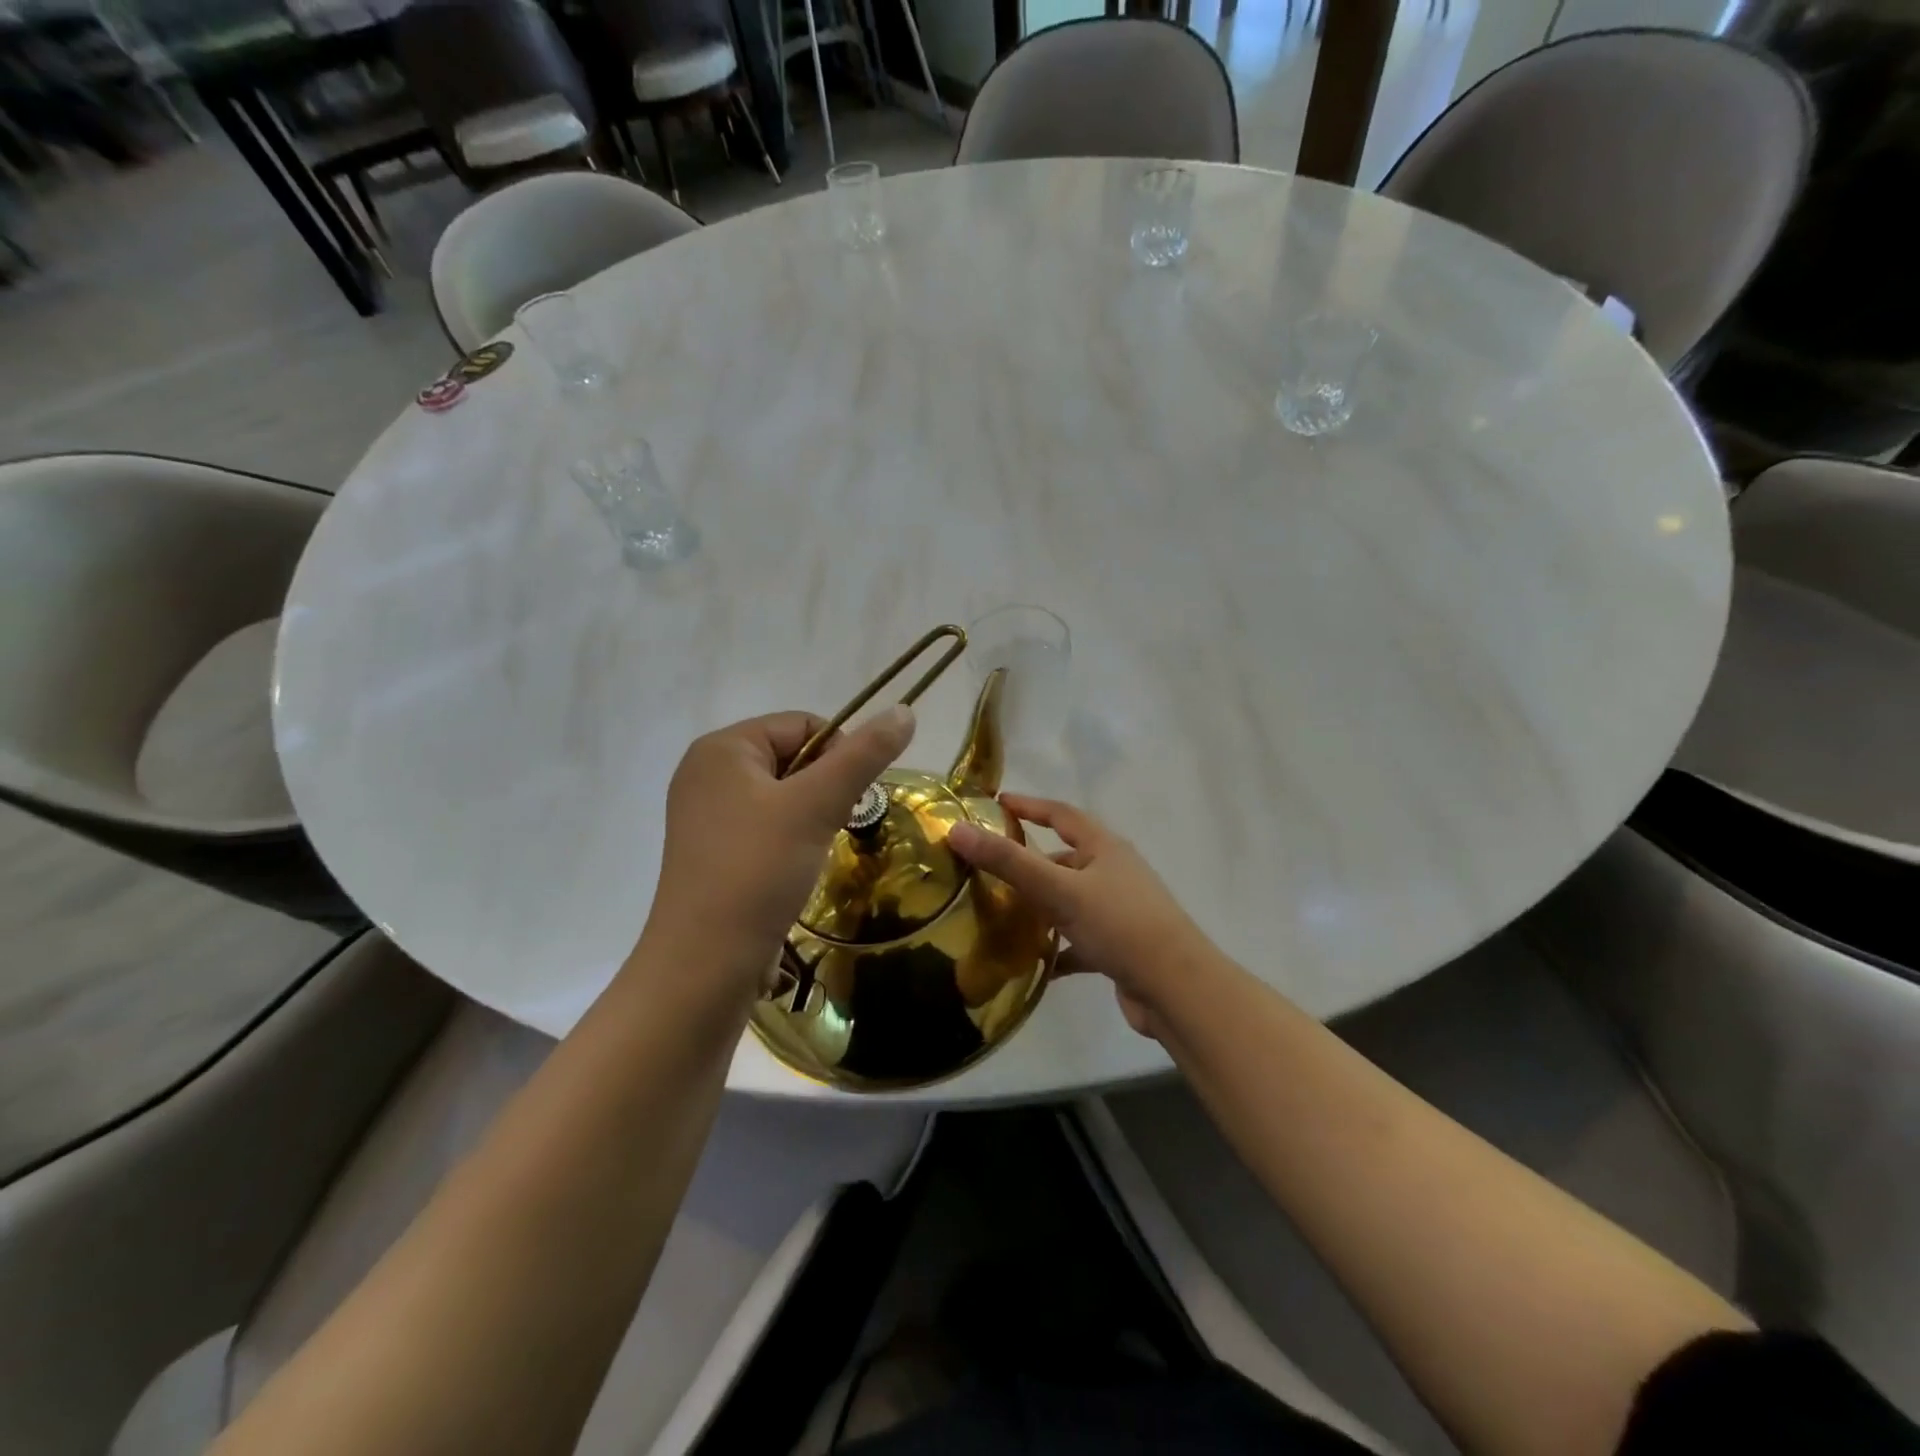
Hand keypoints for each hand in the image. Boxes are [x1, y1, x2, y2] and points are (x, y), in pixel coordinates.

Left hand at [639, 706, 915, 997]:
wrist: (704, 966)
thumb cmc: (757, 870)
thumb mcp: (817, 806)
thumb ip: (863, 756)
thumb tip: (904, 710)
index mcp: (722, 748)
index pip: (802, 724)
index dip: (840, 754)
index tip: (854, 798)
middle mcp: (707, 773)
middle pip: (792, 758)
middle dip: (825, 788)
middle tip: (836, 826)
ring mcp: (706, 815)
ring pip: (783, 796)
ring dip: (812, 816)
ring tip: (816, 850)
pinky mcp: (712, 852)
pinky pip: (765, 826)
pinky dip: (791, 839)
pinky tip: (795, 868)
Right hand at [946, 795, 1219, 1038]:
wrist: (1176, 989)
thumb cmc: (1119, 925)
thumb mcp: (1059, 890)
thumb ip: (1008, 862)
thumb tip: (956, 829)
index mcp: (1104, 848)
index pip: (1061, 815)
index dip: (1030, 806)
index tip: (998, 803)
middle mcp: (1114, 873)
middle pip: (1065, 860)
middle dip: (1029, 864)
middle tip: (989, 870)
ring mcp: (1120, 911)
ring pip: (1070, 901)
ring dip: (1041, 908)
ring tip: (1001, 917)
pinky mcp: (1120, 947)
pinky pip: (1079, 941)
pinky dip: (1057, 948)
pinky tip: (1033, 965)